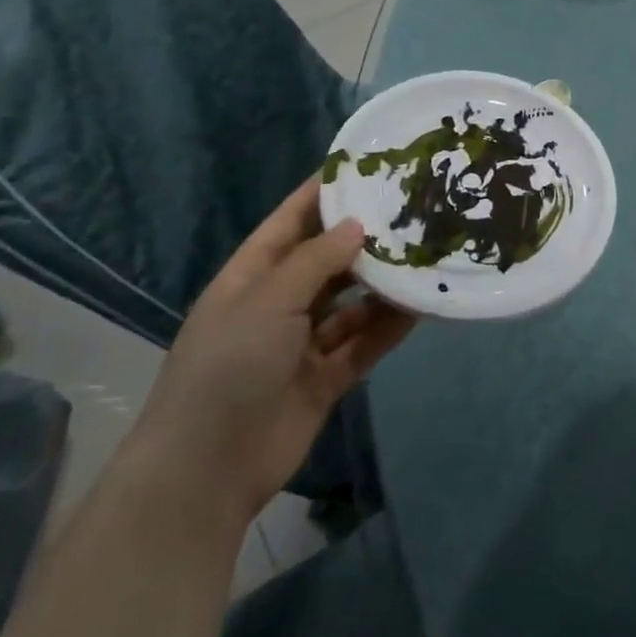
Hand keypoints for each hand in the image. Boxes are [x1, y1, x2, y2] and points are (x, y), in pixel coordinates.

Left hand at [123, 179, 415, 527]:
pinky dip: (391, 326)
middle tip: (416, 211)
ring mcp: (303, 342)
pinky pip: (365, 341)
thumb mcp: (268, 300)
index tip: (368, 166)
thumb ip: (316, 259)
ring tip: (428, 256)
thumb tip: (358, 225)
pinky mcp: (327, 377)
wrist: (207, 469)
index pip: (292, 221)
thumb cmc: (228, 367)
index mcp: (253, 276)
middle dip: (366, 239)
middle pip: (329, 260)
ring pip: (353, 302)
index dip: (325, 192)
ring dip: (385, 284)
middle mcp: (279, 303)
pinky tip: (424, 306)